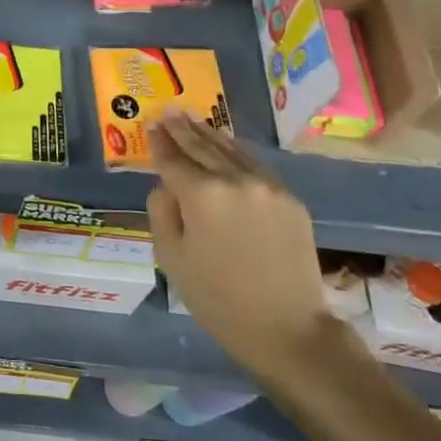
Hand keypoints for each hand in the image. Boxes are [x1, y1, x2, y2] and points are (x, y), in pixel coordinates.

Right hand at [146, 112, 328, 386]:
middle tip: (169, 112)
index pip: (174, 159)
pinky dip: (236, 151)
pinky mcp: (289, 199)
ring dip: (209, 134)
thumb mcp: (171, 258)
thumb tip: (167, 186)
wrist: (287, 328)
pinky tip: (227, 145)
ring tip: (193, 120)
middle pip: (203, 147)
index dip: (160, 142)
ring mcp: (267, 186)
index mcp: (202, 195)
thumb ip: (162, 212)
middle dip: (183, 129)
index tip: (151, 125)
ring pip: (232, 151)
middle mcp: (235, 180)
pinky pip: (255, 165)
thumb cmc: (218, 298)